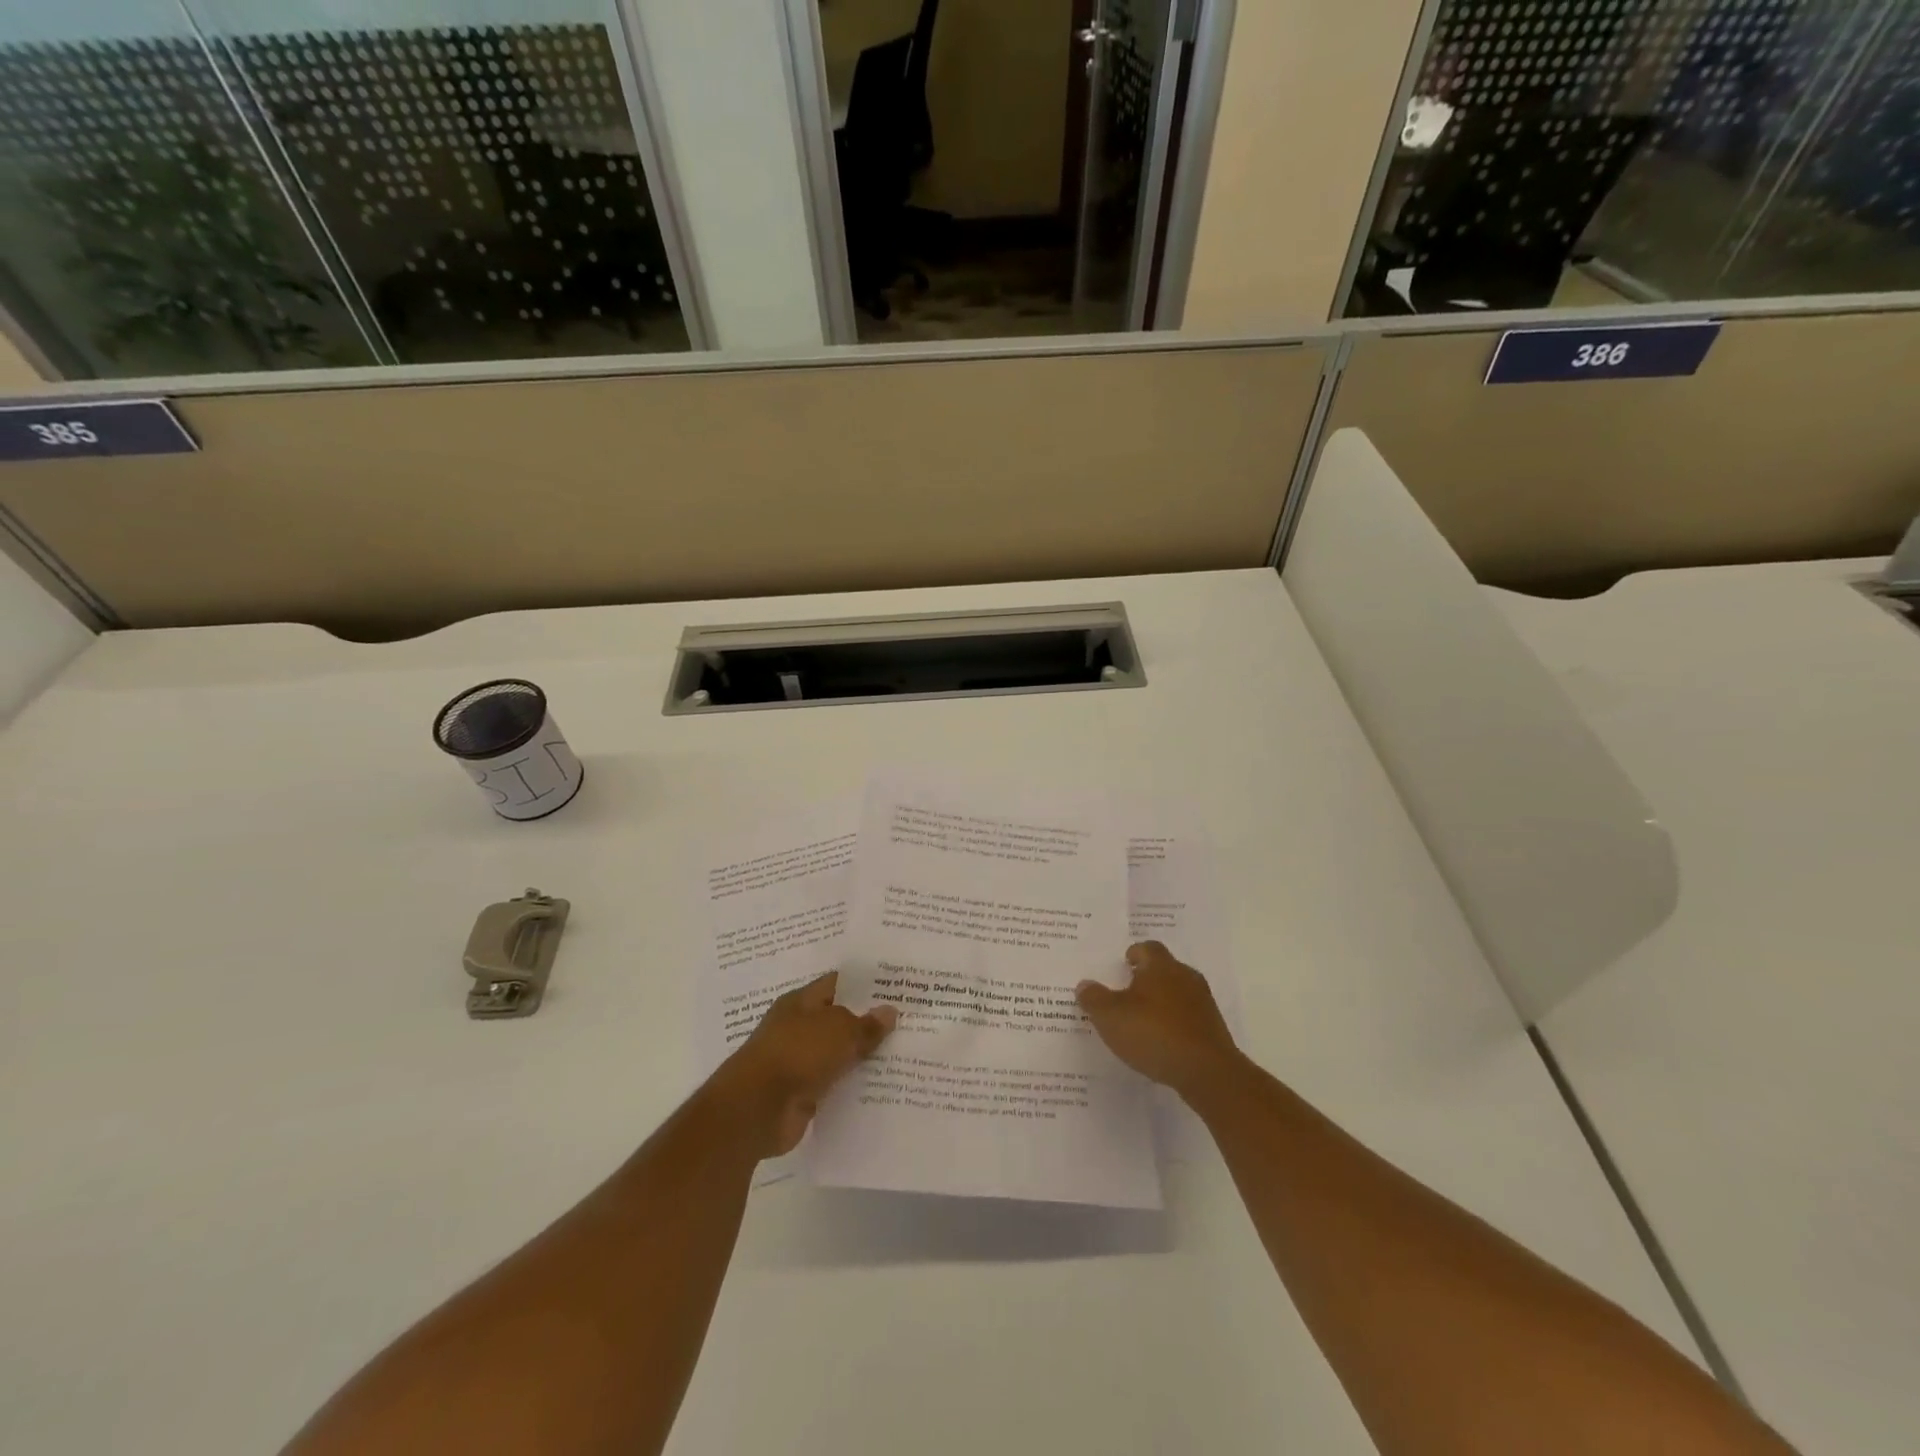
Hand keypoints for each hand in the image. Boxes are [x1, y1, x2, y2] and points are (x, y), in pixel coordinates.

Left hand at [711, 972, 897, 1159]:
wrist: (756, 1109)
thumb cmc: (797, 1053)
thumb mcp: (839, 1031)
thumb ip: (866, 1024)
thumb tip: (890, 1011)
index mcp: (801, 1002)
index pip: (837, 984)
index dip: (865, 985)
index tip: (895, 987)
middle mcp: (798, 1028)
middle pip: (839, 1020)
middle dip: (868, 1022)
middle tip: (907, 1021)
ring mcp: (798, 1062)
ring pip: (838, 1054)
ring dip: (862, 1057)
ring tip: (903, 1053)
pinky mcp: (801, 1094)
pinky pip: (834, 1084)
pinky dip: (852, 1086)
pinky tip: (882, 1086)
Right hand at [1076, 941, 1239, 1099]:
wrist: (1207, 1071)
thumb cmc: (1153, 1033)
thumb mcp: (1110, 1016)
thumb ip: (1094, 998)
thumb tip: (1085, 985)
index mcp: (1160, 966)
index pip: (1147, 948)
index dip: (1133, 954)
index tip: (1122, 965)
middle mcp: (1185, 976)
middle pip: (1164, 969)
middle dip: (1147, 978)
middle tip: (1127, 992)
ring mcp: (1203, 1003)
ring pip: (1177, 993)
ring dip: (1162, 1002)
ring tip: (1143, 1020)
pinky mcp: (1213, 1028)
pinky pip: (1188, 1017)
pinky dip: (1174, 1024)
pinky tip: (1162, 1042)